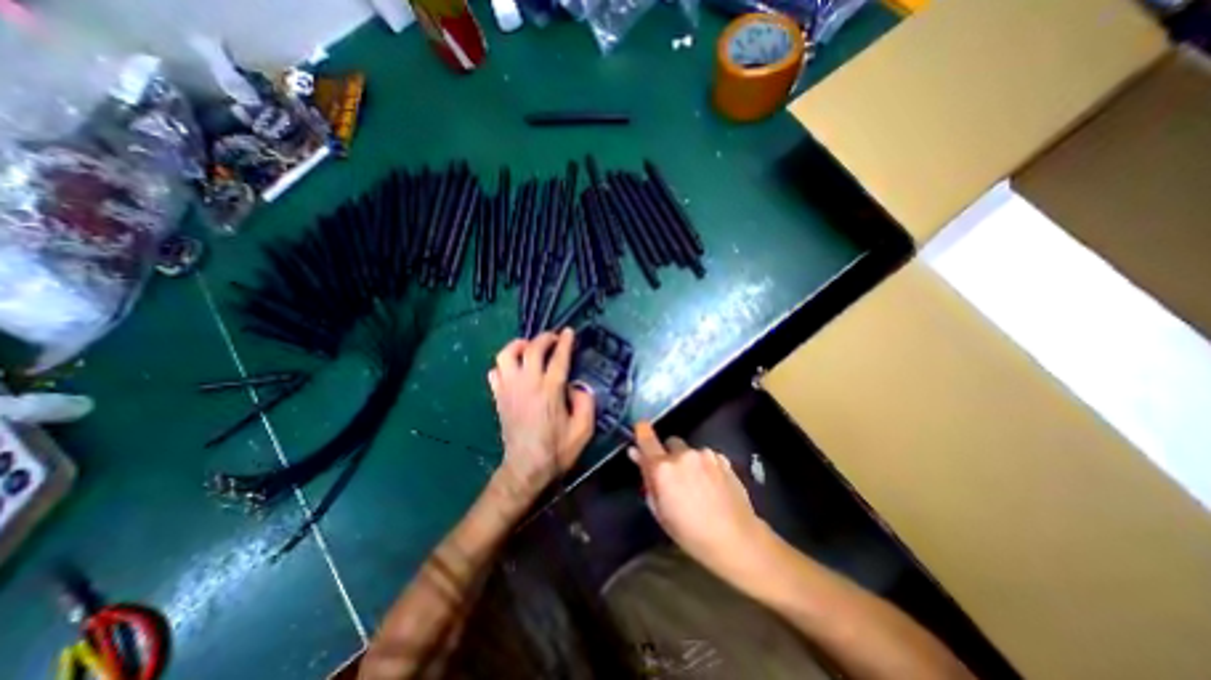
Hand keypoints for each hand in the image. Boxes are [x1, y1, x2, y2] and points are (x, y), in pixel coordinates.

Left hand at [487, 333, 594, 500]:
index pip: (558, 358)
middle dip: (544, 338)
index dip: (565, 342)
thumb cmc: (557, 450)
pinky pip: (495, 372)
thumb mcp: (583, 429)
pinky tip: (514, 369)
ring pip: (506, 355)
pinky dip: (504, 365)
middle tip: (554, 338)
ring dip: (518, 345)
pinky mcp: (499, 397)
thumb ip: (586, 402)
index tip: (569, 332)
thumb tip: (576, 386)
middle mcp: (527, 385)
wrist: (526, 468)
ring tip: (529, 347)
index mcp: (550, 391)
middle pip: (532, 349)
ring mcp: (509, 390)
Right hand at [630, 426, 770, 579]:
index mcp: (663, 468)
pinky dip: (704, 465)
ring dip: (688, 461)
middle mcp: (683, 454)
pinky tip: (712, 485)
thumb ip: (647, 478)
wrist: (736, 539)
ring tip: (697, 485)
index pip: (646, 438)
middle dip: (669, 455)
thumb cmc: (690, 532)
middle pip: (670, 443)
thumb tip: (636, 454)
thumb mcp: (660, 510)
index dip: (641, 430)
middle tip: (674, 477)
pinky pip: (706, 456)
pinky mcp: (722, 458)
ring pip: (689, 450)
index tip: (640, 428)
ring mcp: (705, 454)